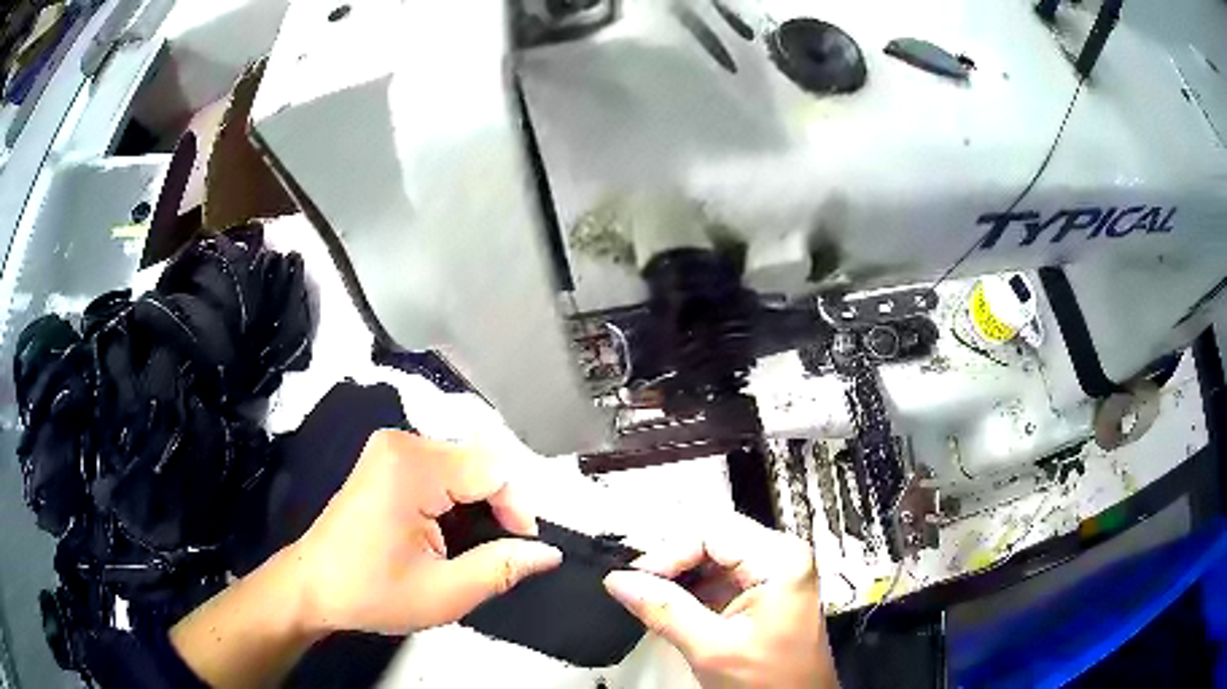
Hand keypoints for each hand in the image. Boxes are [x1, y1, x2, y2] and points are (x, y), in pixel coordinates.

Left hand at [288, 430, 562, 634]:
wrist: (313, 586)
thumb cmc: (369, 591)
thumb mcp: (444, 593)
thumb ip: (502, 568)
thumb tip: (547, 552)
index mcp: (412, 468)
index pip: (493, 468)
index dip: (517, 508)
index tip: (521, 545)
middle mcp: (401, 444)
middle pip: (479, 459)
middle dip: (498, 504)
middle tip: (499, 550)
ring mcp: (391, 448)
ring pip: (463, 462)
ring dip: (478, 501)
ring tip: (473, 544)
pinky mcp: (387, 459)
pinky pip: (442, 466)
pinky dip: (457, 496)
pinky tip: (450, 529)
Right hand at [604, 514, 835, 688]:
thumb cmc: (774, 683)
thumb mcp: (713, 649)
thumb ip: (665, 610)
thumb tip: (622, 581)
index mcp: (780, 561)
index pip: (711, 532)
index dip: (667, 553)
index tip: (635, 579)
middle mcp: (781, 558)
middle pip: (713, 540)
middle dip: (672, 564)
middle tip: (637, 587)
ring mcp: (774, 574)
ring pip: (713, 558)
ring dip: (679, 578)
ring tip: (650, 600)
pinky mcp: (765, 592)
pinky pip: (720, 578)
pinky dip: (692, 592)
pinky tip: (672, 609)